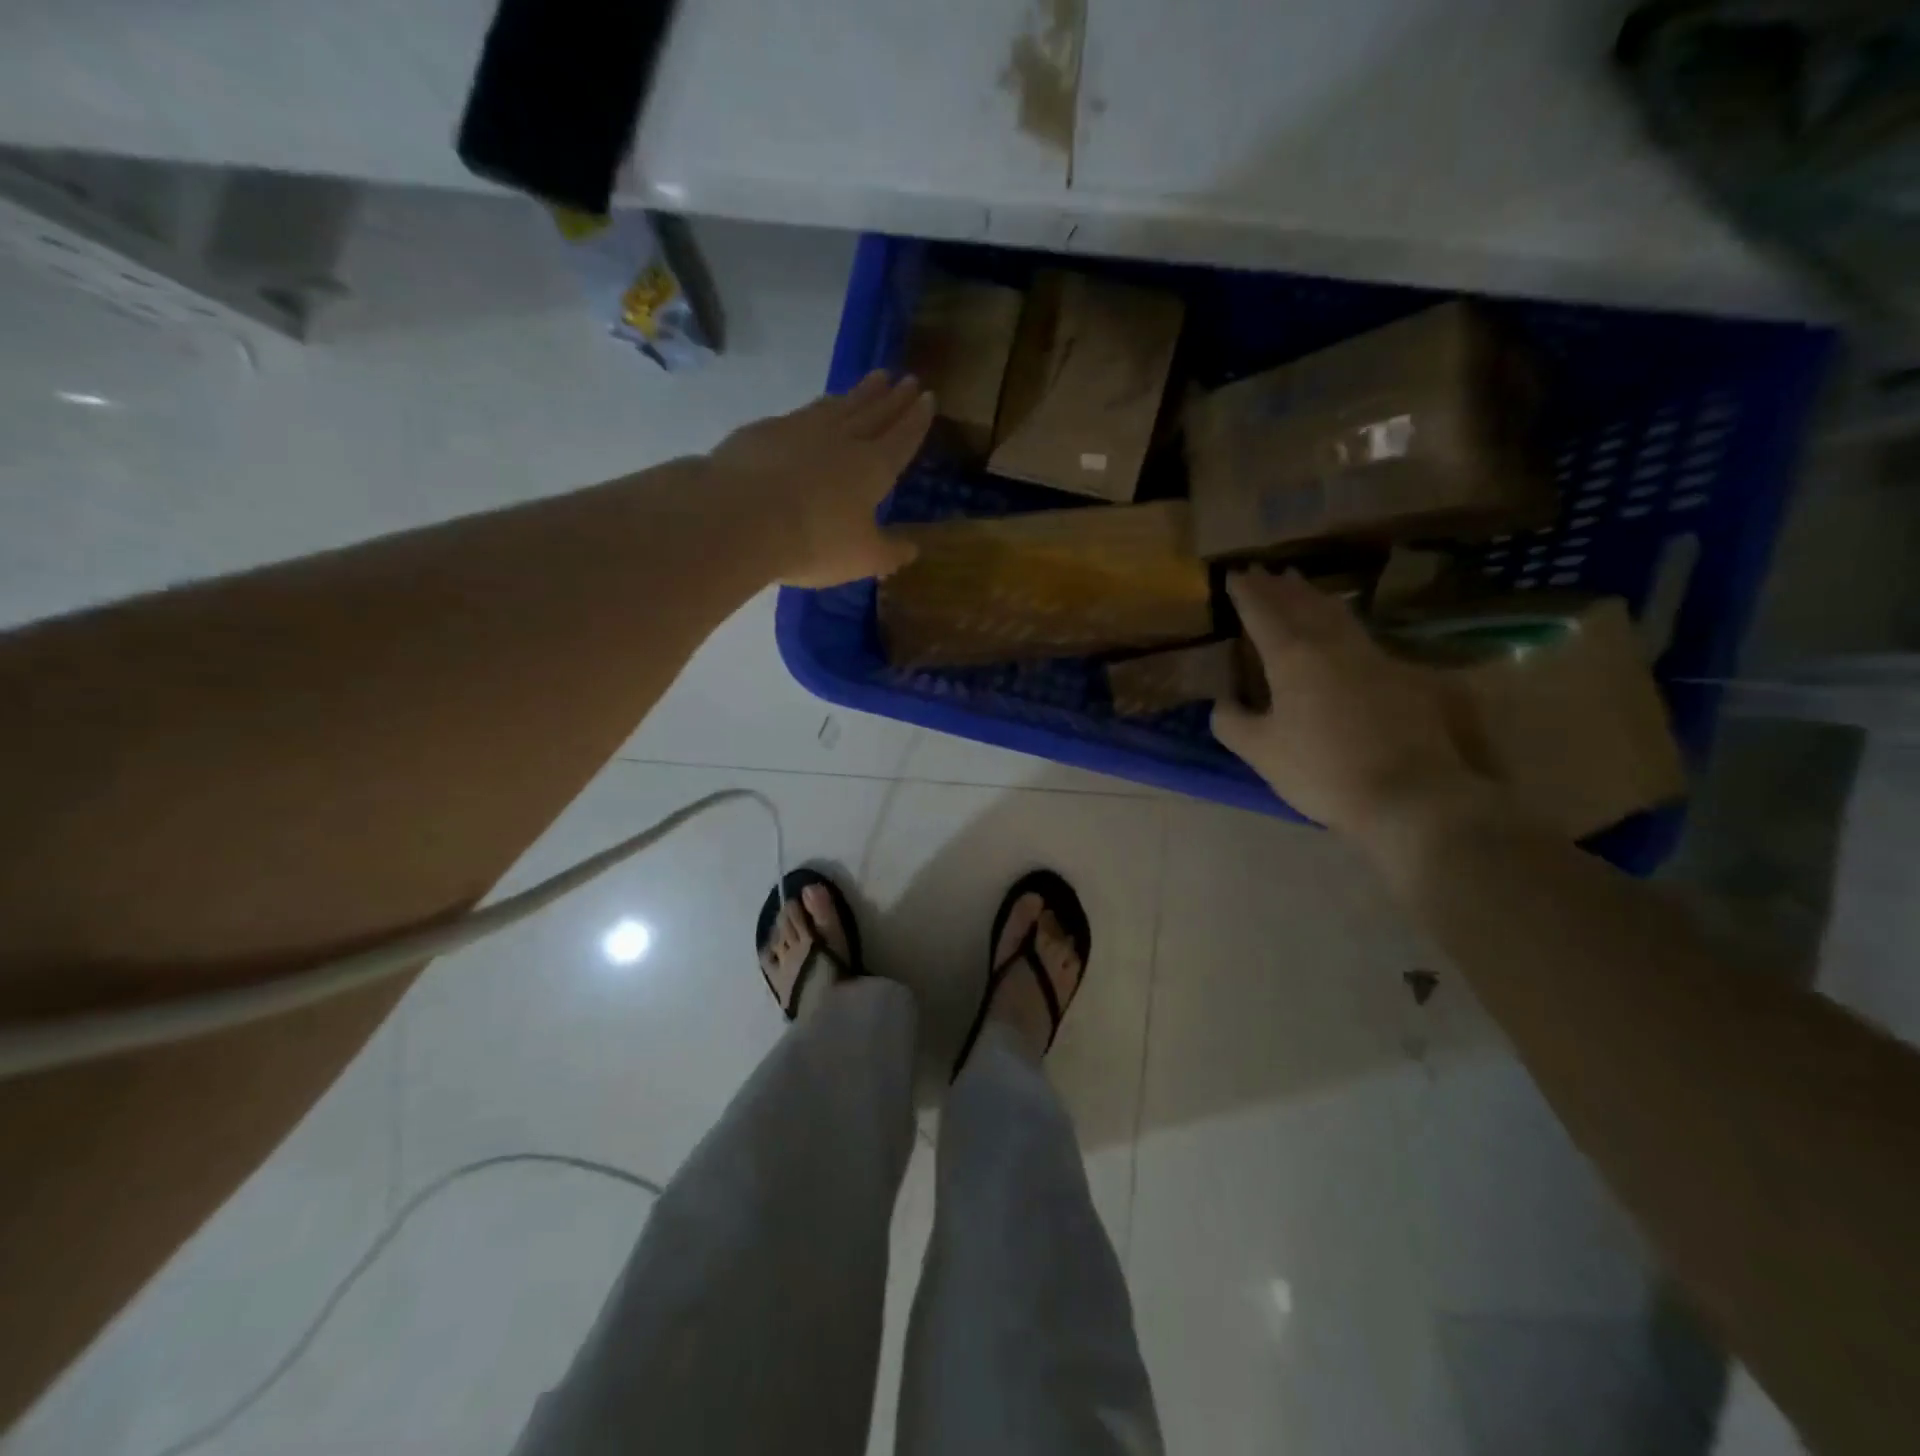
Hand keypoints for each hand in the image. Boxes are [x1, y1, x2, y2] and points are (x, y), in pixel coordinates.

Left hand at [704, 370, 933, 587]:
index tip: (928, 398)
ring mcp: (801, 429)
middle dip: (893, 398)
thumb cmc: (815, 540)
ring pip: (839, 406)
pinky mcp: (766, 431)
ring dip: (859, 393)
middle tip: (906, 379)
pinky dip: (818, 407)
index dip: (916, 420)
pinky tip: (816, 409)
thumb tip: (912, 548)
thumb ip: (889, 552)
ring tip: (873, 381)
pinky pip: (802, 414)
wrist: (741, 516)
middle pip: (873, 413)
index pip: (902, 438)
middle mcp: (842, 439)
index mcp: (873, 467)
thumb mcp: (862, 558)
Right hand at [1211, 570, 1485, 841]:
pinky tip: (1339, 624)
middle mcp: (1331, 645)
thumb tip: (1222, 702)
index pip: (1263, 613)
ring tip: (1298, 583)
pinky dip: (1338, 617)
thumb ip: (1232, 722)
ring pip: (1335, 612)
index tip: (1234, 574)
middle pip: (1301, 604)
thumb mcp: (1261, 752)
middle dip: (1278, 587)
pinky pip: (1358, 631)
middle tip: (1263, 571)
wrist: (1409, 795)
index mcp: (1293, 657)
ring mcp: (1370, 656)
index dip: (1246, 593)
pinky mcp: (1396, 674)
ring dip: (1311, 595)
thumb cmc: (1322, 771)